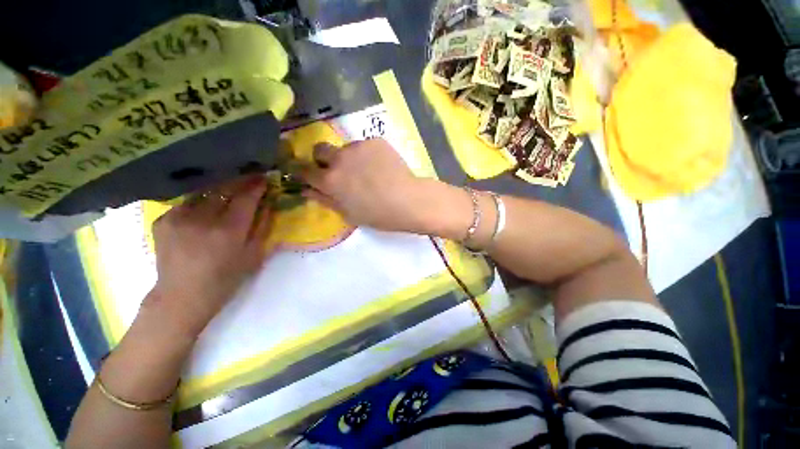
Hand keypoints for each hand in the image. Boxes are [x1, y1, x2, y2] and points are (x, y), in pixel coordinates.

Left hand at [145, 176, 272, 337]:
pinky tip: (205, 208)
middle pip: (224, 189)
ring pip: (204, 192)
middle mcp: (202, 220)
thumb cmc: (225, 279)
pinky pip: (187, 202)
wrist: (181, 296)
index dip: (256, 186)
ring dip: (220, 189)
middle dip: (239, 181)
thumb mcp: (254, 255)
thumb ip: (263, 227)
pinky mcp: (163, 220)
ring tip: (228, 189)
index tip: (264, 178)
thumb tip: (268, 204)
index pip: (245, 198)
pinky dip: (200, 201)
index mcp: (228, 231)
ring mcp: (178, 218)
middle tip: (249, 177)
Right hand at [301, 138, 438, 233]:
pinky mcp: (375, 140)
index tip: (309, 175)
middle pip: (319, 149)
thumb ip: (325, 200)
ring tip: (368, 171)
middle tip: (338, 170)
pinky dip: (367, 155)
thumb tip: (306, 189)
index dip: (304, 172)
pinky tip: (381, 166)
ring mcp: (358, 147)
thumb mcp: (348, 213)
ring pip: (345, 147)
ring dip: (349, 157)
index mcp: (330, 180)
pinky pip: (364, 146)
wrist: (408, 201)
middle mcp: (339, 159)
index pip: (304, 170)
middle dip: (323, 158)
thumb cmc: (378, 214)